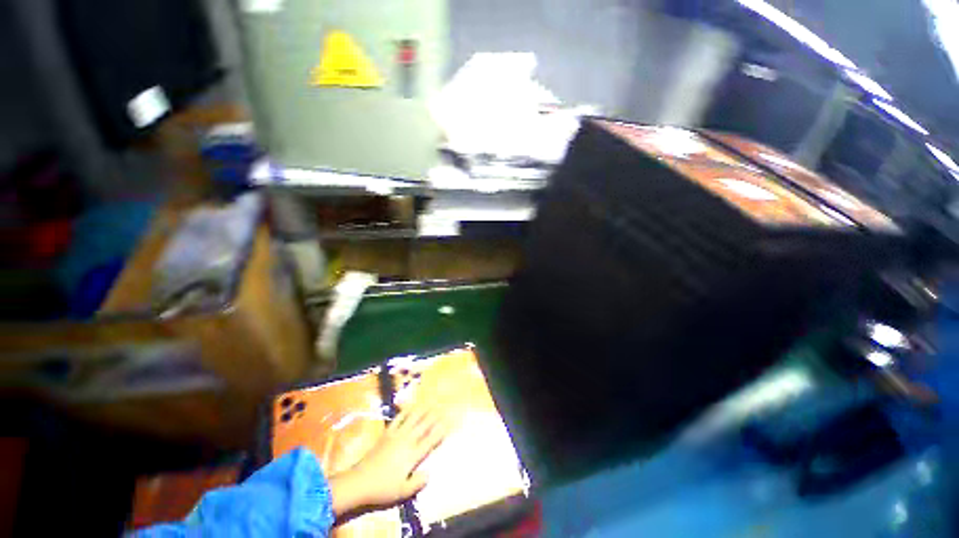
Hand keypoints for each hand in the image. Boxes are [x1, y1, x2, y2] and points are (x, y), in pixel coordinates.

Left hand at [330, 405, 450, 516]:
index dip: (441, 430)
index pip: (431, 439)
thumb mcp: (403, 492)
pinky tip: (410, 405)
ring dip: (423, 409)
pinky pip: (398, 418)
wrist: (359, 481)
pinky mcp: (387, 433)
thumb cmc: (383, 488)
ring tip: (431, 401)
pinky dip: (406, 410)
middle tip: (444, 406)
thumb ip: (418, 482)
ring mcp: (397, 435)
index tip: (450, 421)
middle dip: (435, 415)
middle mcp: (407, 440)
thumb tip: (429, 473)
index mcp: (413, 455)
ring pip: (413, 418)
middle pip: (424, 425)